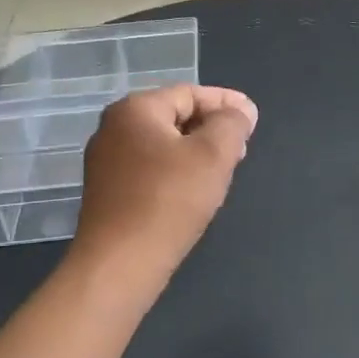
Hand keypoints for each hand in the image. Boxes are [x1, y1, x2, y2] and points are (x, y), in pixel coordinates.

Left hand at [72, 85, 258, 275]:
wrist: (119, 264)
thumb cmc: (169, 200)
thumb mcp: (213, 154)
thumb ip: (232, 124)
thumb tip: (240, 111)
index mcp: (135, 109)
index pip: (189, 93)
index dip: (226, 103)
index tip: (252, 119)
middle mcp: (113, 128)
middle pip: (175, 117)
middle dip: (212, 129)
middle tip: (242, 148)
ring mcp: (106, 162)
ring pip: (163, 145)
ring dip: (196, 152)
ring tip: (224, 170)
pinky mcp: (108, 192)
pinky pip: (150, 169)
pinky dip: (177, 172)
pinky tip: (194, 191)